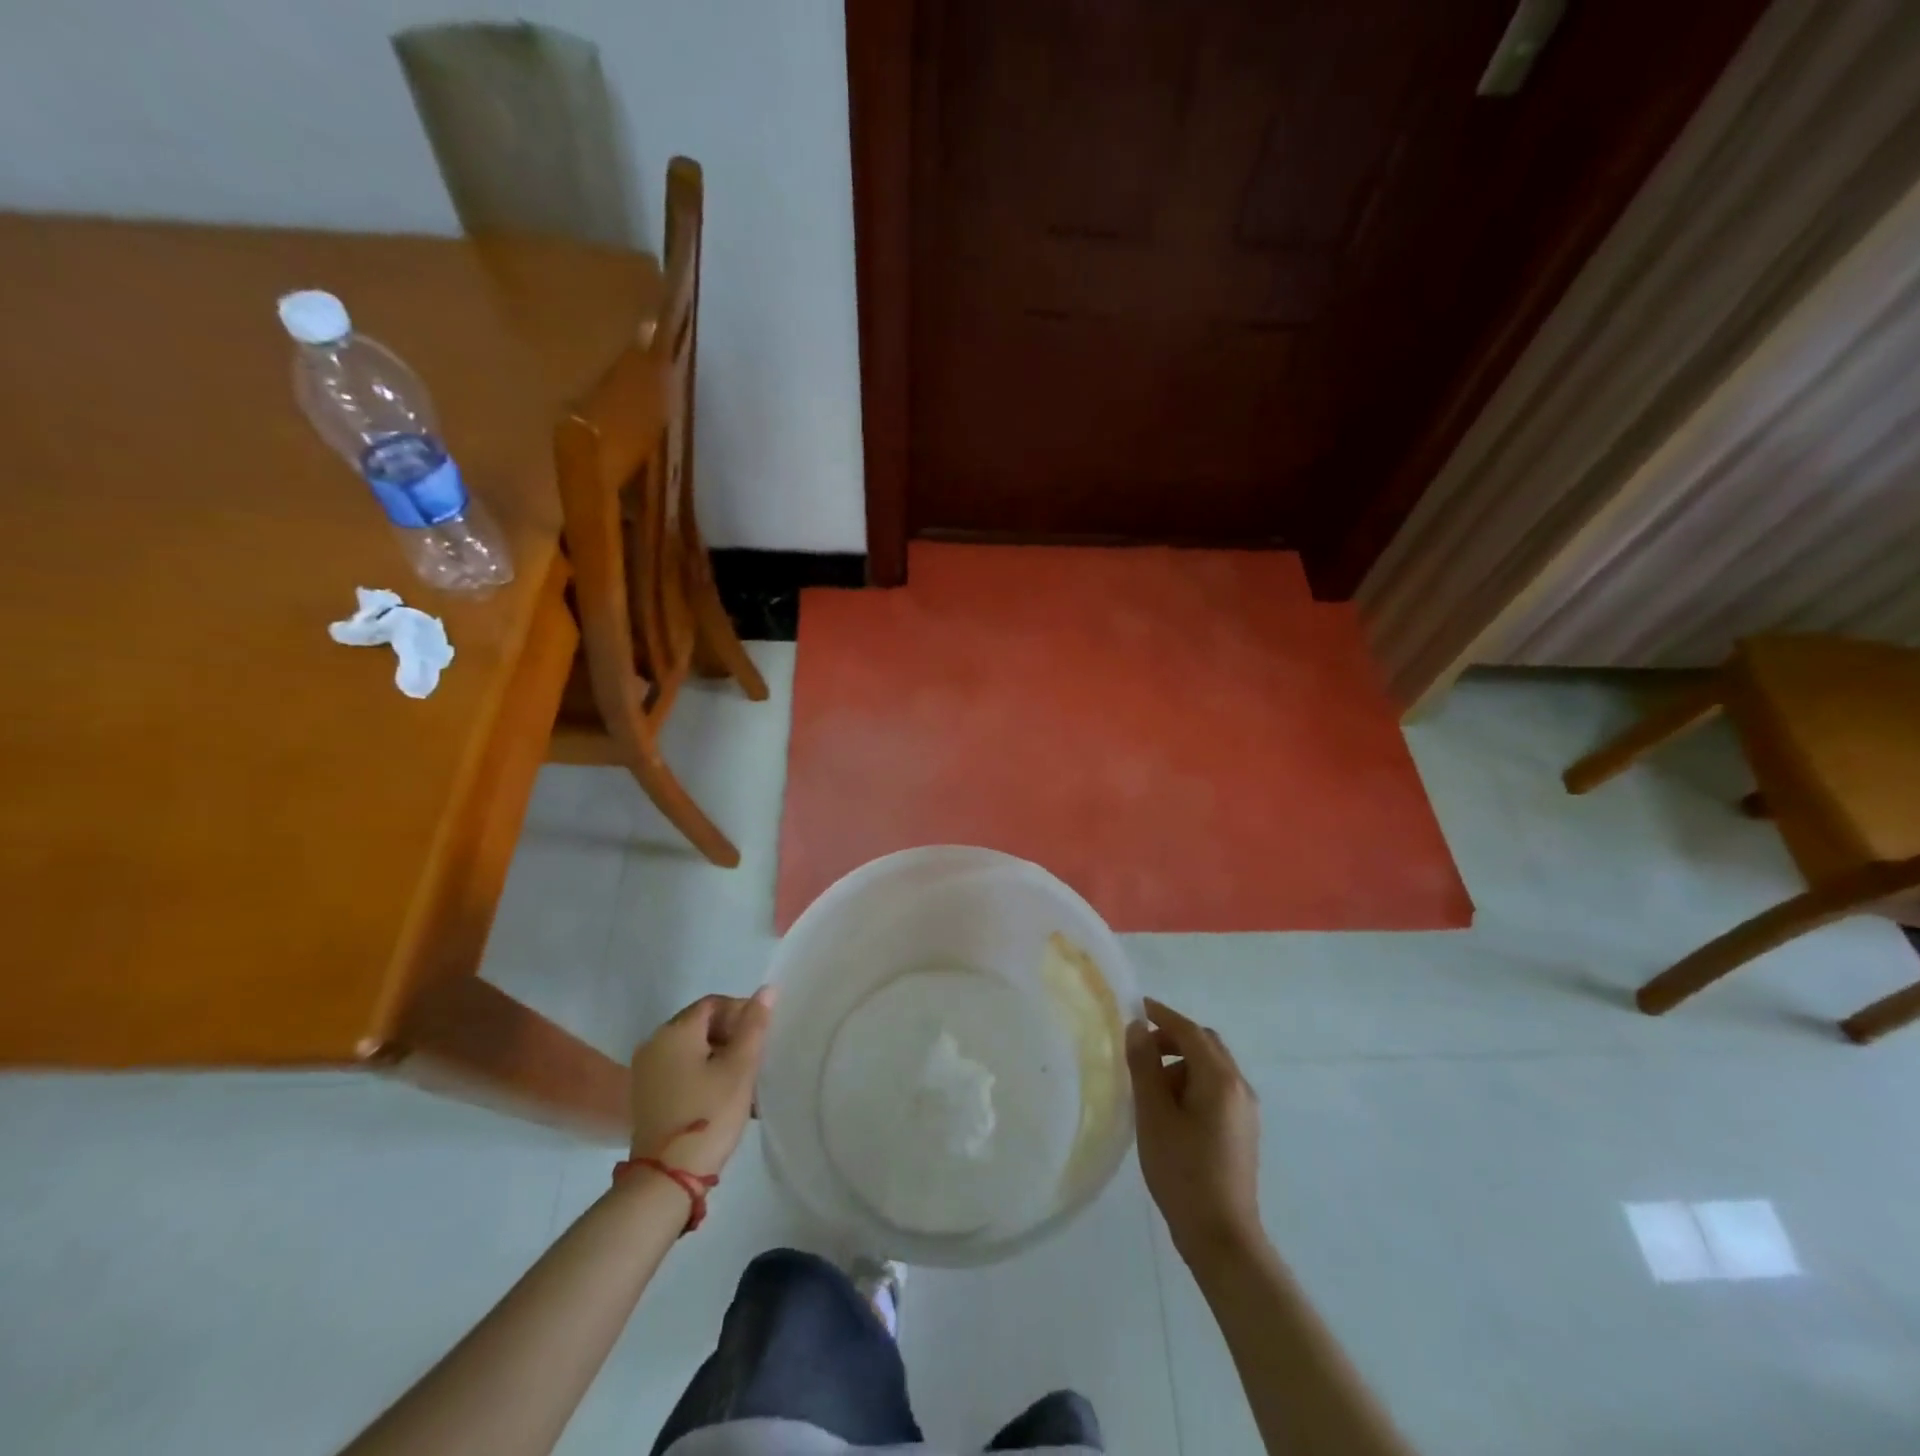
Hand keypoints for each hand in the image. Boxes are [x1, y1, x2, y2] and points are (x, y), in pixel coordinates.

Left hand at [628, 989, 772, 1177]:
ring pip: (693, 1049)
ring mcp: (647, 1070)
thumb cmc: (708, 1115)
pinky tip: (723, 1096)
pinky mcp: (647, 1094)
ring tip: (744, 1082)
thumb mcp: (740, 1068)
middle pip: (701, 1024)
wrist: (666, 1178)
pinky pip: (681, 1068)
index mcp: (675, 1031)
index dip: (741, 1013)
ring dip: (720, 1057)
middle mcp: (655, 1043)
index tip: (761, 1038)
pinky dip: (703, 1073)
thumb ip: (754, 1026)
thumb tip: (767, 989)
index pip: (714, 1004)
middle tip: (755, 1060)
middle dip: (732, 1036)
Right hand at [1127, 996, 1263, 1263]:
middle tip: (1140, 1049)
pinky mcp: (1243, 1130)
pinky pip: (1217, 1089)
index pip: (1189, 1031)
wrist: (1222, 1237)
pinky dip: (1193, 1083)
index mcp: (1220, 1079)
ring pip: (1212, 1068)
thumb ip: (1144, 1066)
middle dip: (1173, 1038)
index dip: (1162, 1015)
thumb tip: (1137, 1027)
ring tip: (1149, 1085)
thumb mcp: (1153, 1115)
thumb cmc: (1182, 1171)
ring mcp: (1245, 1110)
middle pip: (1206, 1045)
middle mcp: (1239, 1087)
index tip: (1136, 1007)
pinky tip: (1169, 1108)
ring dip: (1182, 1062)